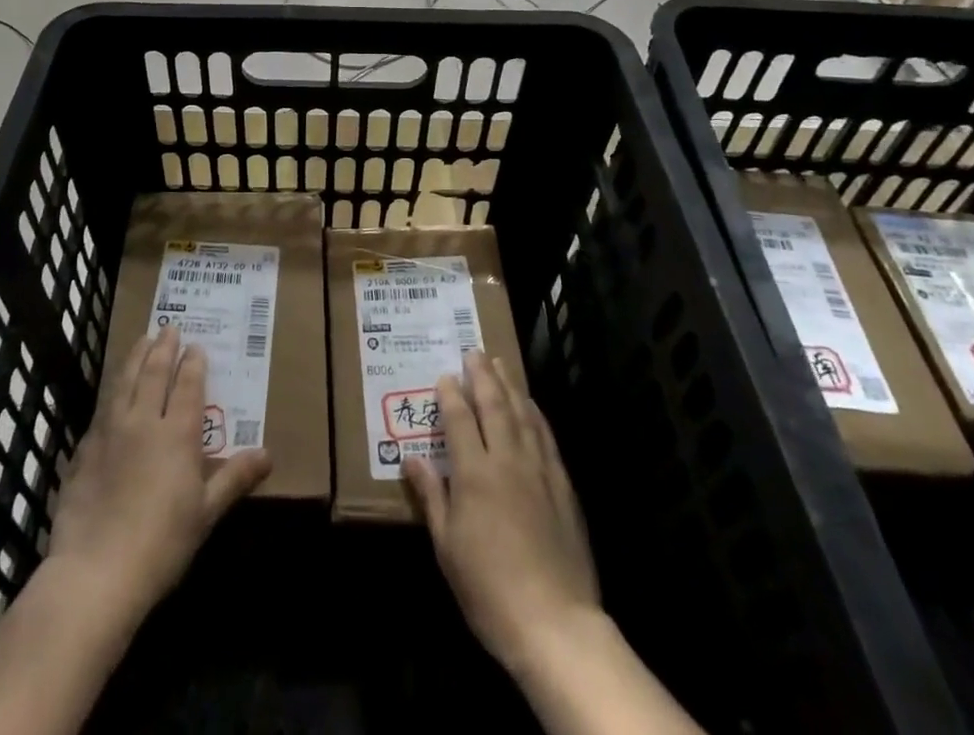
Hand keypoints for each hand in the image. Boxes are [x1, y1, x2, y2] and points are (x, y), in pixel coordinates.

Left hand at [45, 326, 269, 628]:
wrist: (95, 572)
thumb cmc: (161, 544)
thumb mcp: (206, 513)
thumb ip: (234, 478)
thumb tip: (268, 454)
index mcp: (177, 433)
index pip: (187, 385)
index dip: (193, 363)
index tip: (196, 345)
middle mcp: (144, 421)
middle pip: (154, 373)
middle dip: (164, 348)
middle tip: (169, 328)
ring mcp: (110, 432)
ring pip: (124, 381)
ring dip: (135, 357)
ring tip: (142, 340)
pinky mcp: (84, 450)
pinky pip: (102, 408)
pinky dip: (112, 390)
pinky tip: (113, 391)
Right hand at [404, 352, 600, 674]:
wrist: (555, 622)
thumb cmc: (489, 588)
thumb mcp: (447, 546)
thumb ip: (431, 495)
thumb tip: (410, 458)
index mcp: (474, 473)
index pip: (459, 419)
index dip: (451, 394)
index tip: (445, 375)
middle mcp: (507, 460)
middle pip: (493, 405)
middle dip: (482, 375)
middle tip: (473, 351)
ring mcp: (539, 469)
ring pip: (522, 413)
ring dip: (510, 385)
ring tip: (500, 364)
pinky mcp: (563, 485)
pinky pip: (546, 436)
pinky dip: (535, 414)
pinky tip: (531, 405)